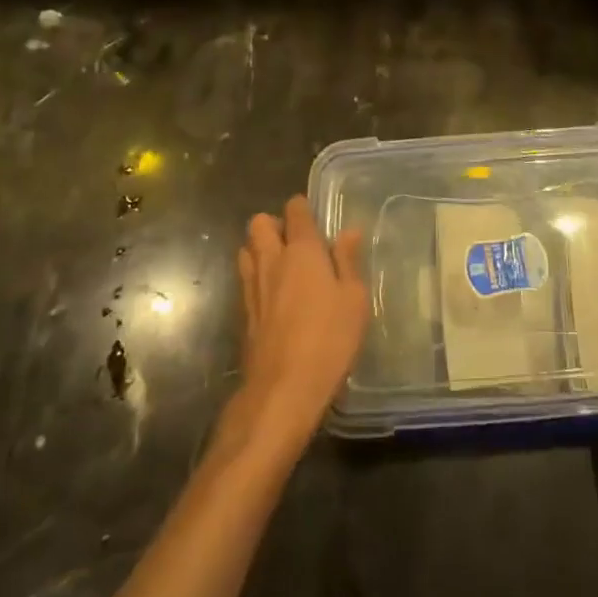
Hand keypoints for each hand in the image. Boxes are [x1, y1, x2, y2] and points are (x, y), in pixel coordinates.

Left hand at [222, 196, 367, 459]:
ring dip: (260, 248)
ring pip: (246, 248)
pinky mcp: (243, 312)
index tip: (315, 216)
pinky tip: (274, 295)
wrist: (282, 389)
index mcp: (302, 250)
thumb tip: (348, 231)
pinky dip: (256, 276)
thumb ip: (348, 261)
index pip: (295, 210)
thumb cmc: (329, 339)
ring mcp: (252, 286)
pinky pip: (245, 278)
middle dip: (274, 224)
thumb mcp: (354, 299)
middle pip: (259, 223)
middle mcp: (272, 260)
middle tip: (297, 241)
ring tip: (283, 265)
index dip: (303, 207)